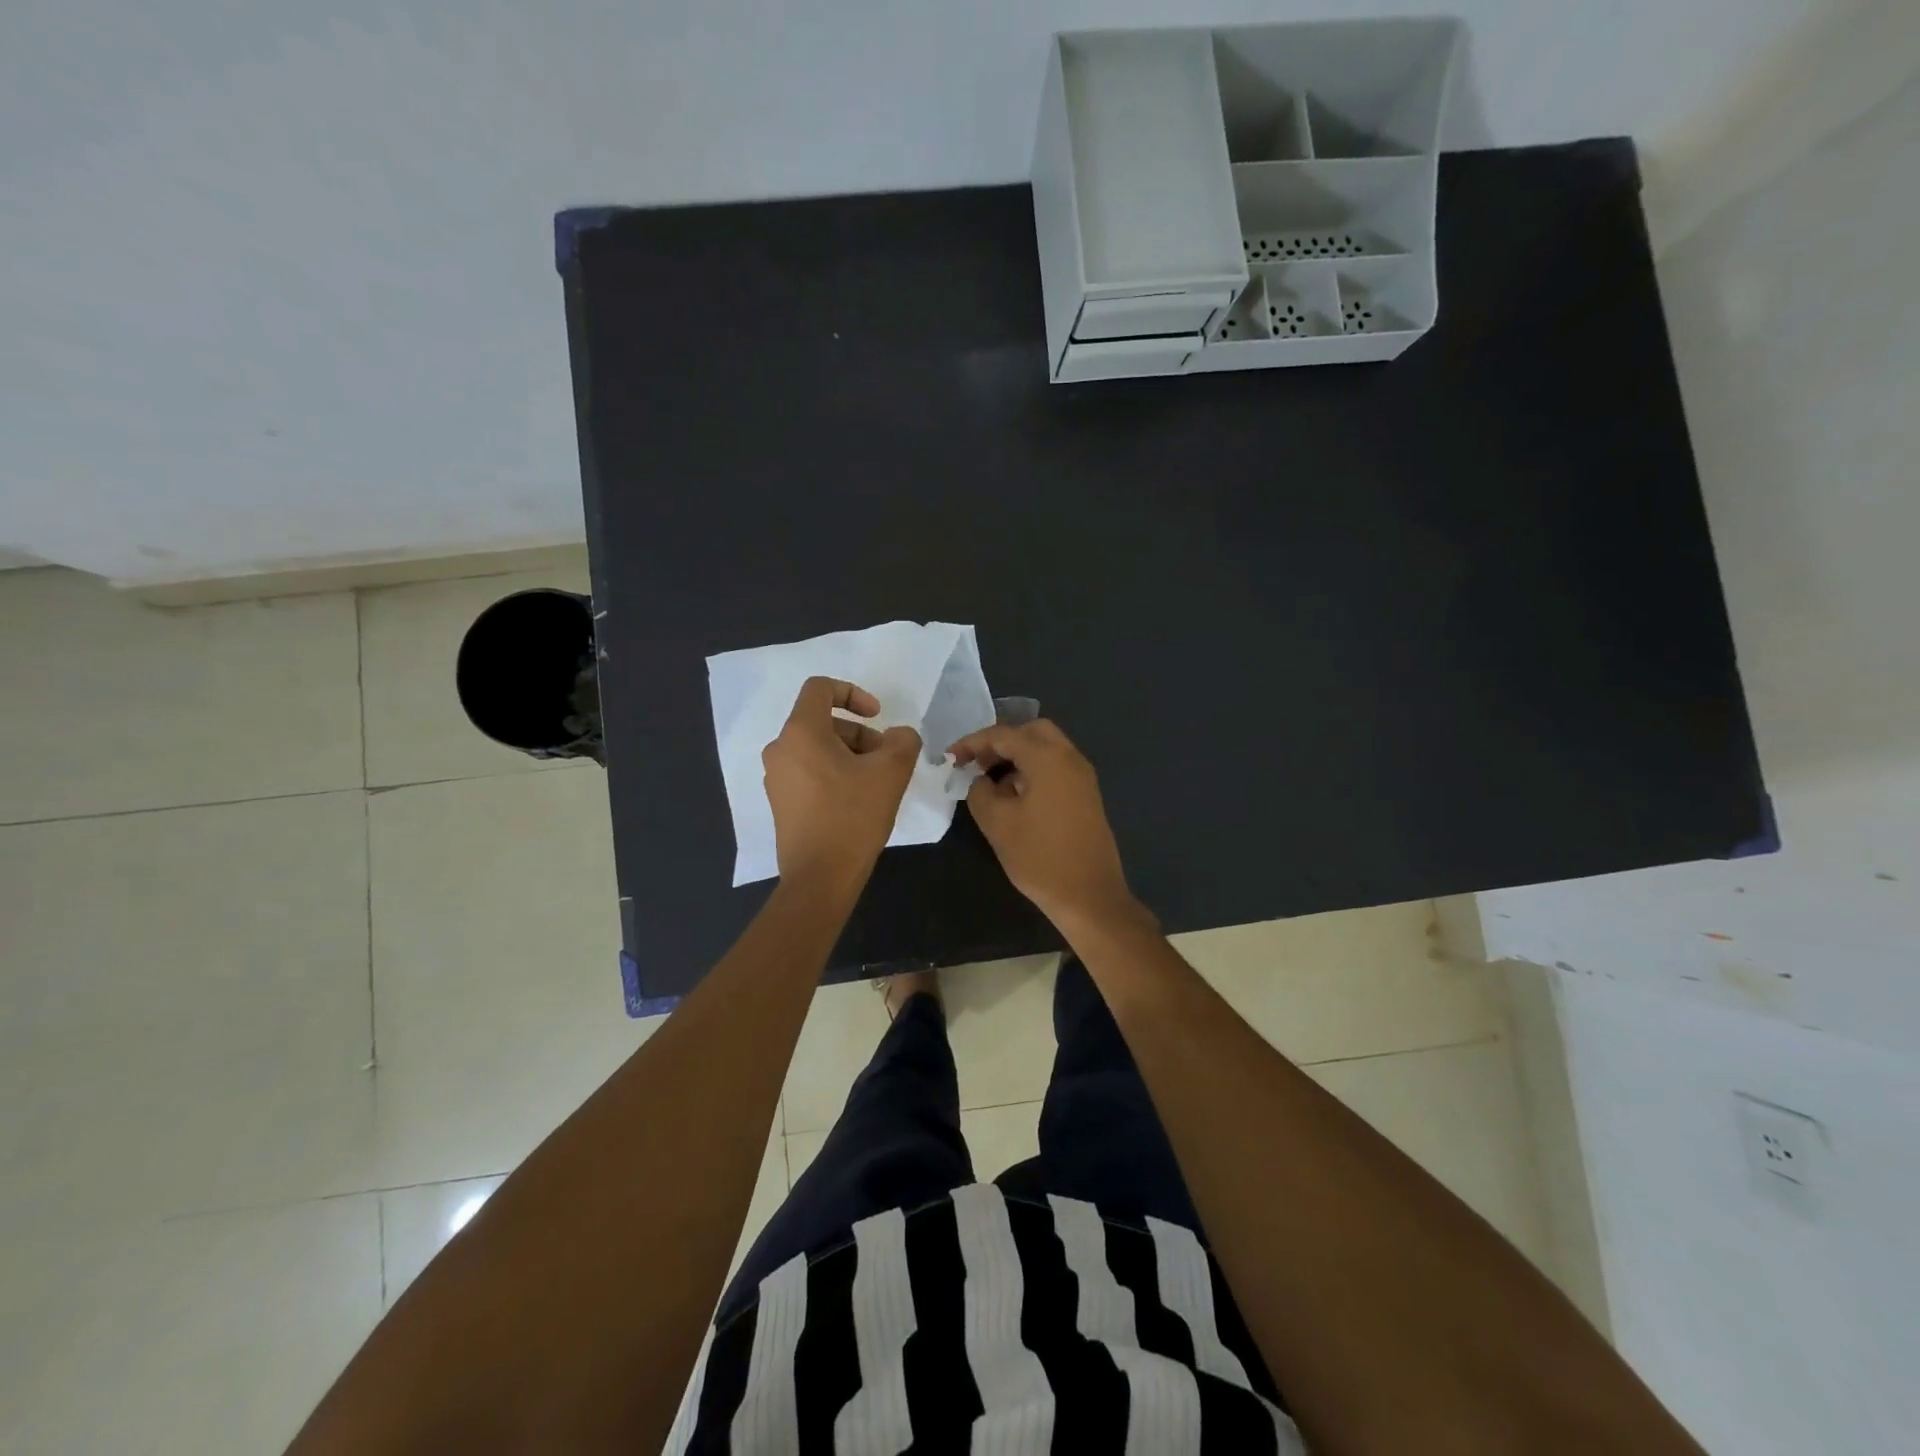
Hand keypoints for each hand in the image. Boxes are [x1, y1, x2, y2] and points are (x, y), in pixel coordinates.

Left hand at [763, 677, 920, 888]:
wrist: (820, 877)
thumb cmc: (853, 816)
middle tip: (885, 761)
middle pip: (823, 722)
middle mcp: (781, 749)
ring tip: (875, 784)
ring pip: (818, 749)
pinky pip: (809, 772)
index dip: (853, 692)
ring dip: (850, 756)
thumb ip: (903, 741)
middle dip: (860, 734)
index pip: (820, 688)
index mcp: (801, 732)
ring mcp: (776, 778)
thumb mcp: (891, 772)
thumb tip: (899, 736)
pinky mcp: (781, 802)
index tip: (877, 717)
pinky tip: (857, 802)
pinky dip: (835, 775)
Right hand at [947, 719, 1137, 927]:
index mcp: (1048, 758)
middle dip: (1000, 742)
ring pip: (1046, 748)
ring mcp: (1083, 776)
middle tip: (976, 763)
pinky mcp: (1086, 795)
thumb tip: (981, 780)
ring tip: (991, 781)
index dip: (973, 742)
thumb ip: (980, 792)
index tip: (950, 758)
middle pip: (1032, 731)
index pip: (1004, 735)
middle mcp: (1070, 758)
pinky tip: (1015, 795)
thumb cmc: (1040, 857)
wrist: (1089, 896)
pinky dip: (1033, 769)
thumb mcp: (997, 823)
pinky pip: (1056, 767)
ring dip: (1017, 755)